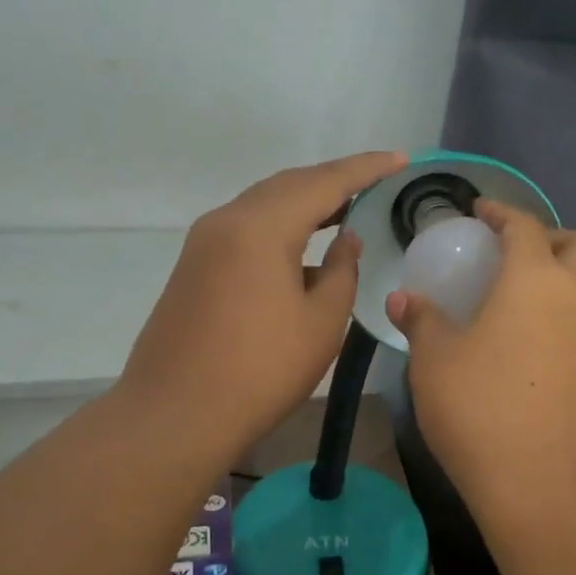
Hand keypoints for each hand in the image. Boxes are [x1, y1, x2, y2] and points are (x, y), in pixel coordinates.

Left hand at [119, 151, 406, 462]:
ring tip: (345, 208)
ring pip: (264, 204)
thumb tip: (345, 240)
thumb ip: (342, 271)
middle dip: (334, 181)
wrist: (175, 415)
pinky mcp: (194, 266)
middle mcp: (227, 220)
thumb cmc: (260, 371)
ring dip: (305, 202)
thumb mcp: (320, 323)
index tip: (400, 159)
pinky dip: (280, 225)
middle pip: (289, 185)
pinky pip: (246, 228)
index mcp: (261, 227)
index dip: (366, 169)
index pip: (324, 182)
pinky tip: (302, 247)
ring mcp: (204, 242)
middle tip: (375, 183)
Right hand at [385, 201, 575, 523]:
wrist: (548, 489)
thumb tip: (403, 297)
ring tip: (505, 298)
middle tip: (506, 252)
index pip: (524, 226)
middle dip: (547, 237)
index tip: (479, 211)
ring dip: (553, 277)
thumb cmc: (482, 409)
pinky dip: (555, 315)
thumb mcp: (435, 360)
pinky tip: (517, 343)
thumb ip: (421, 320)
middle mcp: (575, 299)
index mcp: (535, 280)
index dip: (501, 212)